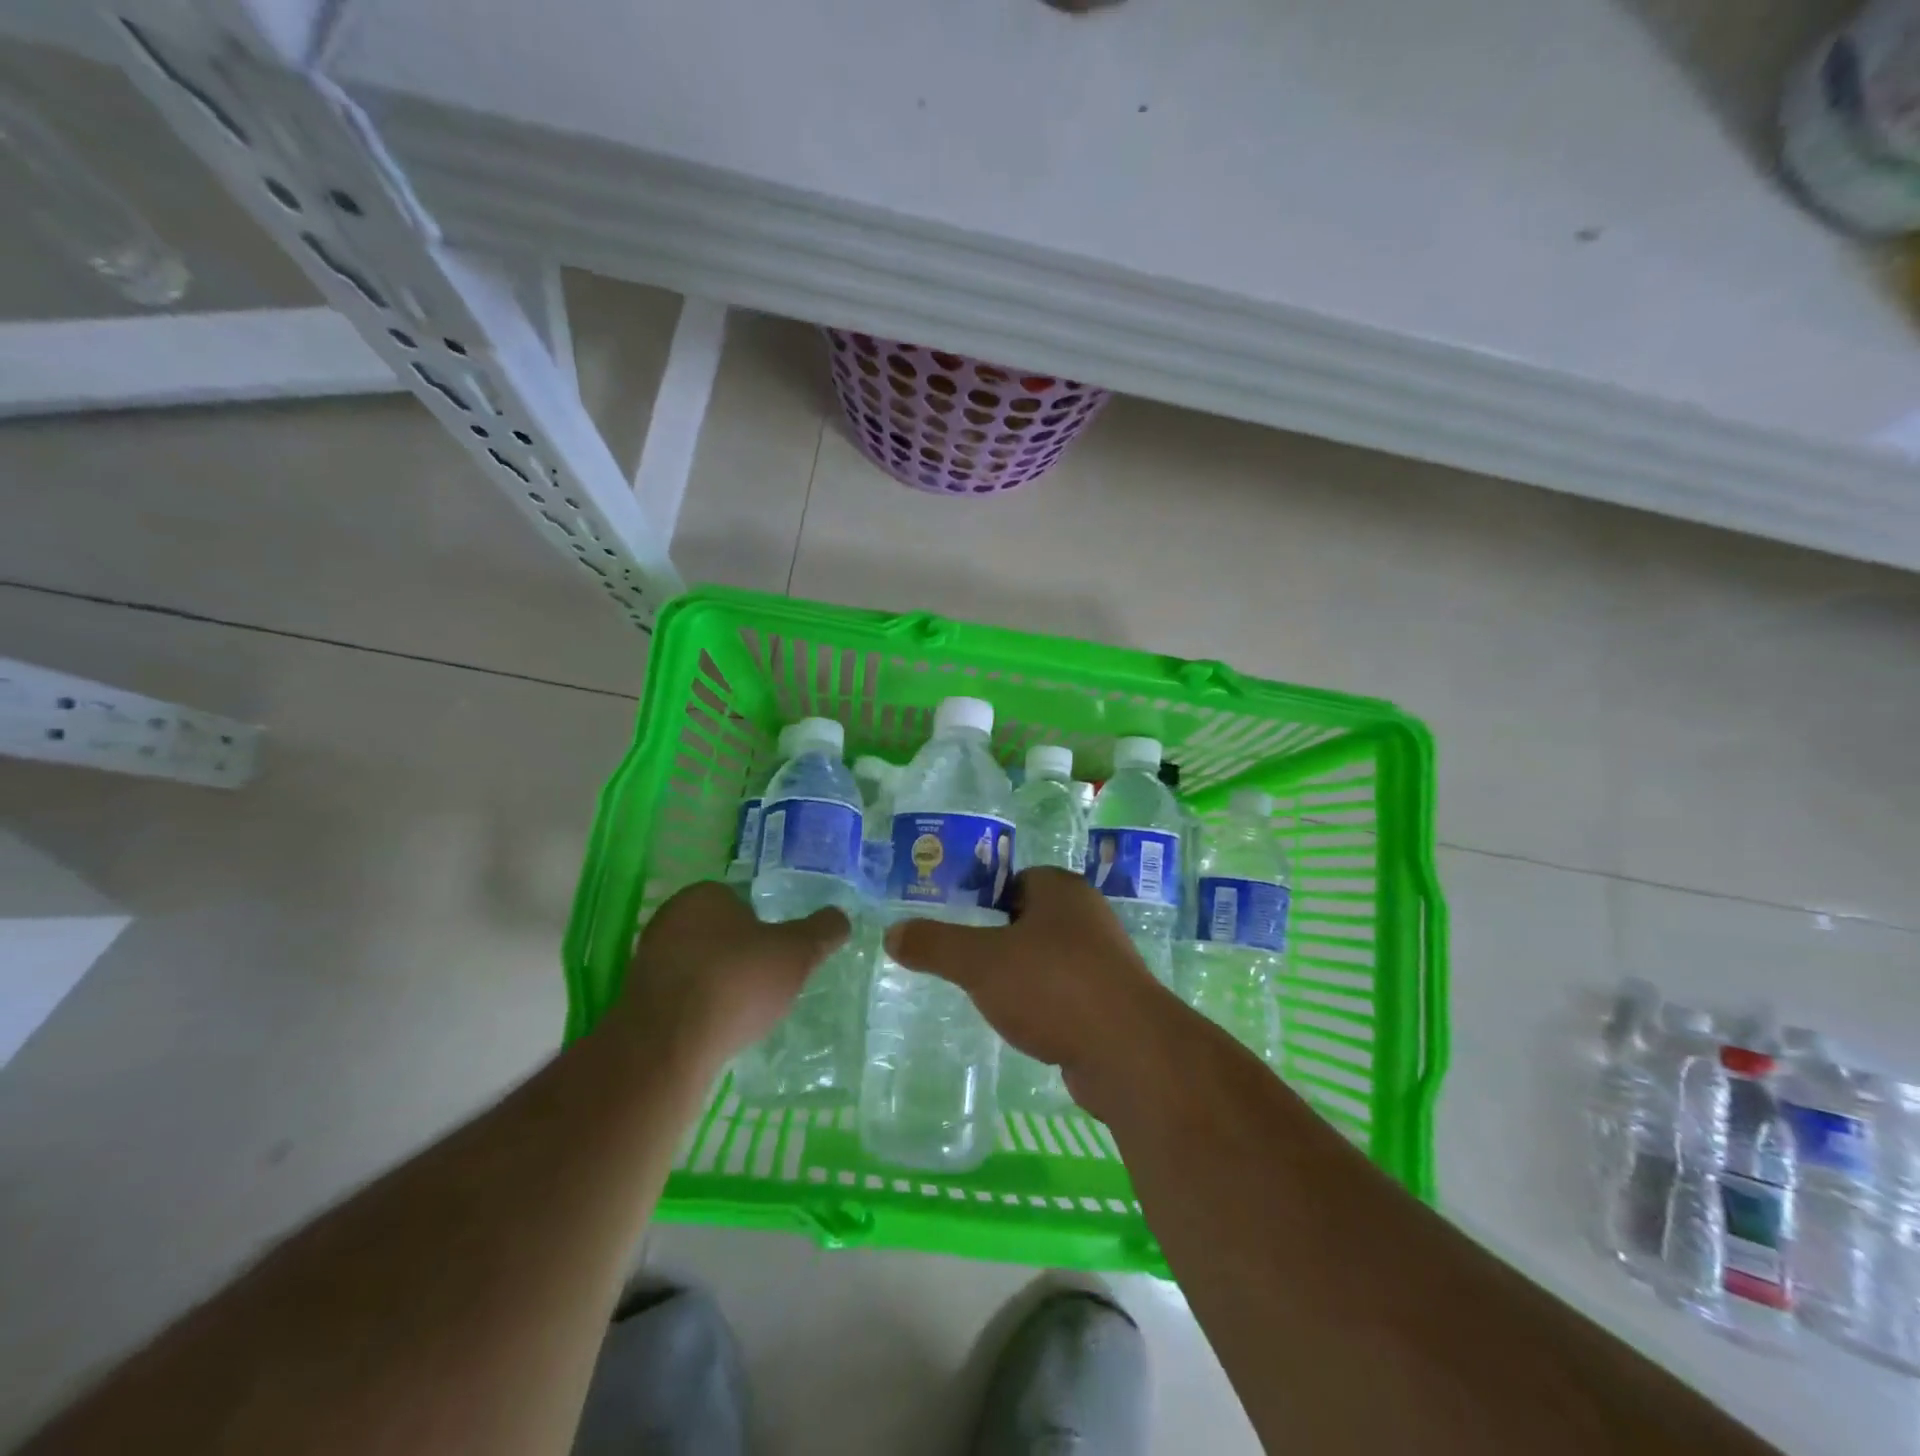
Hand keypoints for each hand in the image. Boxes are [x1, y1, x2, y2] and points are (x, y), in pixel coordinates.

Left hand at [608, 882, 850, 1071]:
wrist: (668, 1047)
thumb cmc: (736, 982)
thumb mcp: (797, 952)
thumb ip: (822, 931)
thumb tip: (841, 917)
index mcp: (703, 895)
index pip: (740, 900)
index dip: (764, 925)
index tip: (780, 952)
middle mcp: (668, 919)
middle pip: (718, 932)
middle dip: (741, 953)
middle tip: (768, 980)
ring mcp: (647, 961)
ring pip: (698, 964)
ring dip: (719, 982)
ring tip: (745, 1010)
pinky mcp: (636, 1001)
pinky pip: (680, 996)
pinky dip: (699, 1008)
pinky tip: (717, 1028)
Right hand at [883, 868, 1174, 1117]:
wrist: (1129, 1053)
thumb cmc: (1053, 986)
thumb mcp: (980, 962)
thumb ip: (935, 944)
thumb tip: (892, 933)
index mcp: (1061, 889)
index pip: (1012, 880)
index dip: (980, 899)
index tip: (954, 925)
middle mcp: (1087, 916)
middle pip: (1027, 919)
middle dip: (996, 940)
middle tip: (961, 963)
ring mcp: (1104, 961)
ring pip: (1046, 959)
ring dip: (1020, 975)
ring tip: (985, 997)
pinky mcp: (1110, 1003)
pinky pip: (1063, 993)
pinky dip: (1042, 1005)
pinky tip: (1022, 1025)